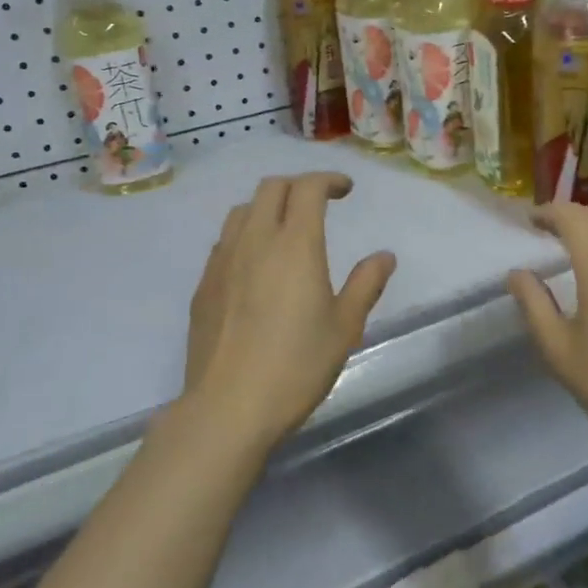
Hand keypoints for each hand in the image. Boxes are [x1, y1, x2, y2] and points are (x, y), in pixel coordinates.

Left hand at [182, 172, 396, 450]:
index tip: (345, 190)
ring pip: (243, 211)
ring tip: (285, 229)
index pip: (308, 188)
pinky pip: (225, 241)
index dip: (328, 180)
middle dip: (298, 186)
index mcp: (295, 245)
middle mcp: (255, 241)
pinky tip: (256, 265)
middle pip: (271, 188)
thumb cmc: (296, 366)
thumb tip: (384, 256)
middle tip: (319, 204)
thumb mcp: (344, 327)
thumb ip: (365, 284)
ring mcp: (223, 261)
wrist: (228, 407)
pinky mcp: (204, 285)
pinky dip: (246, 235)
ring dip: (268, 207)